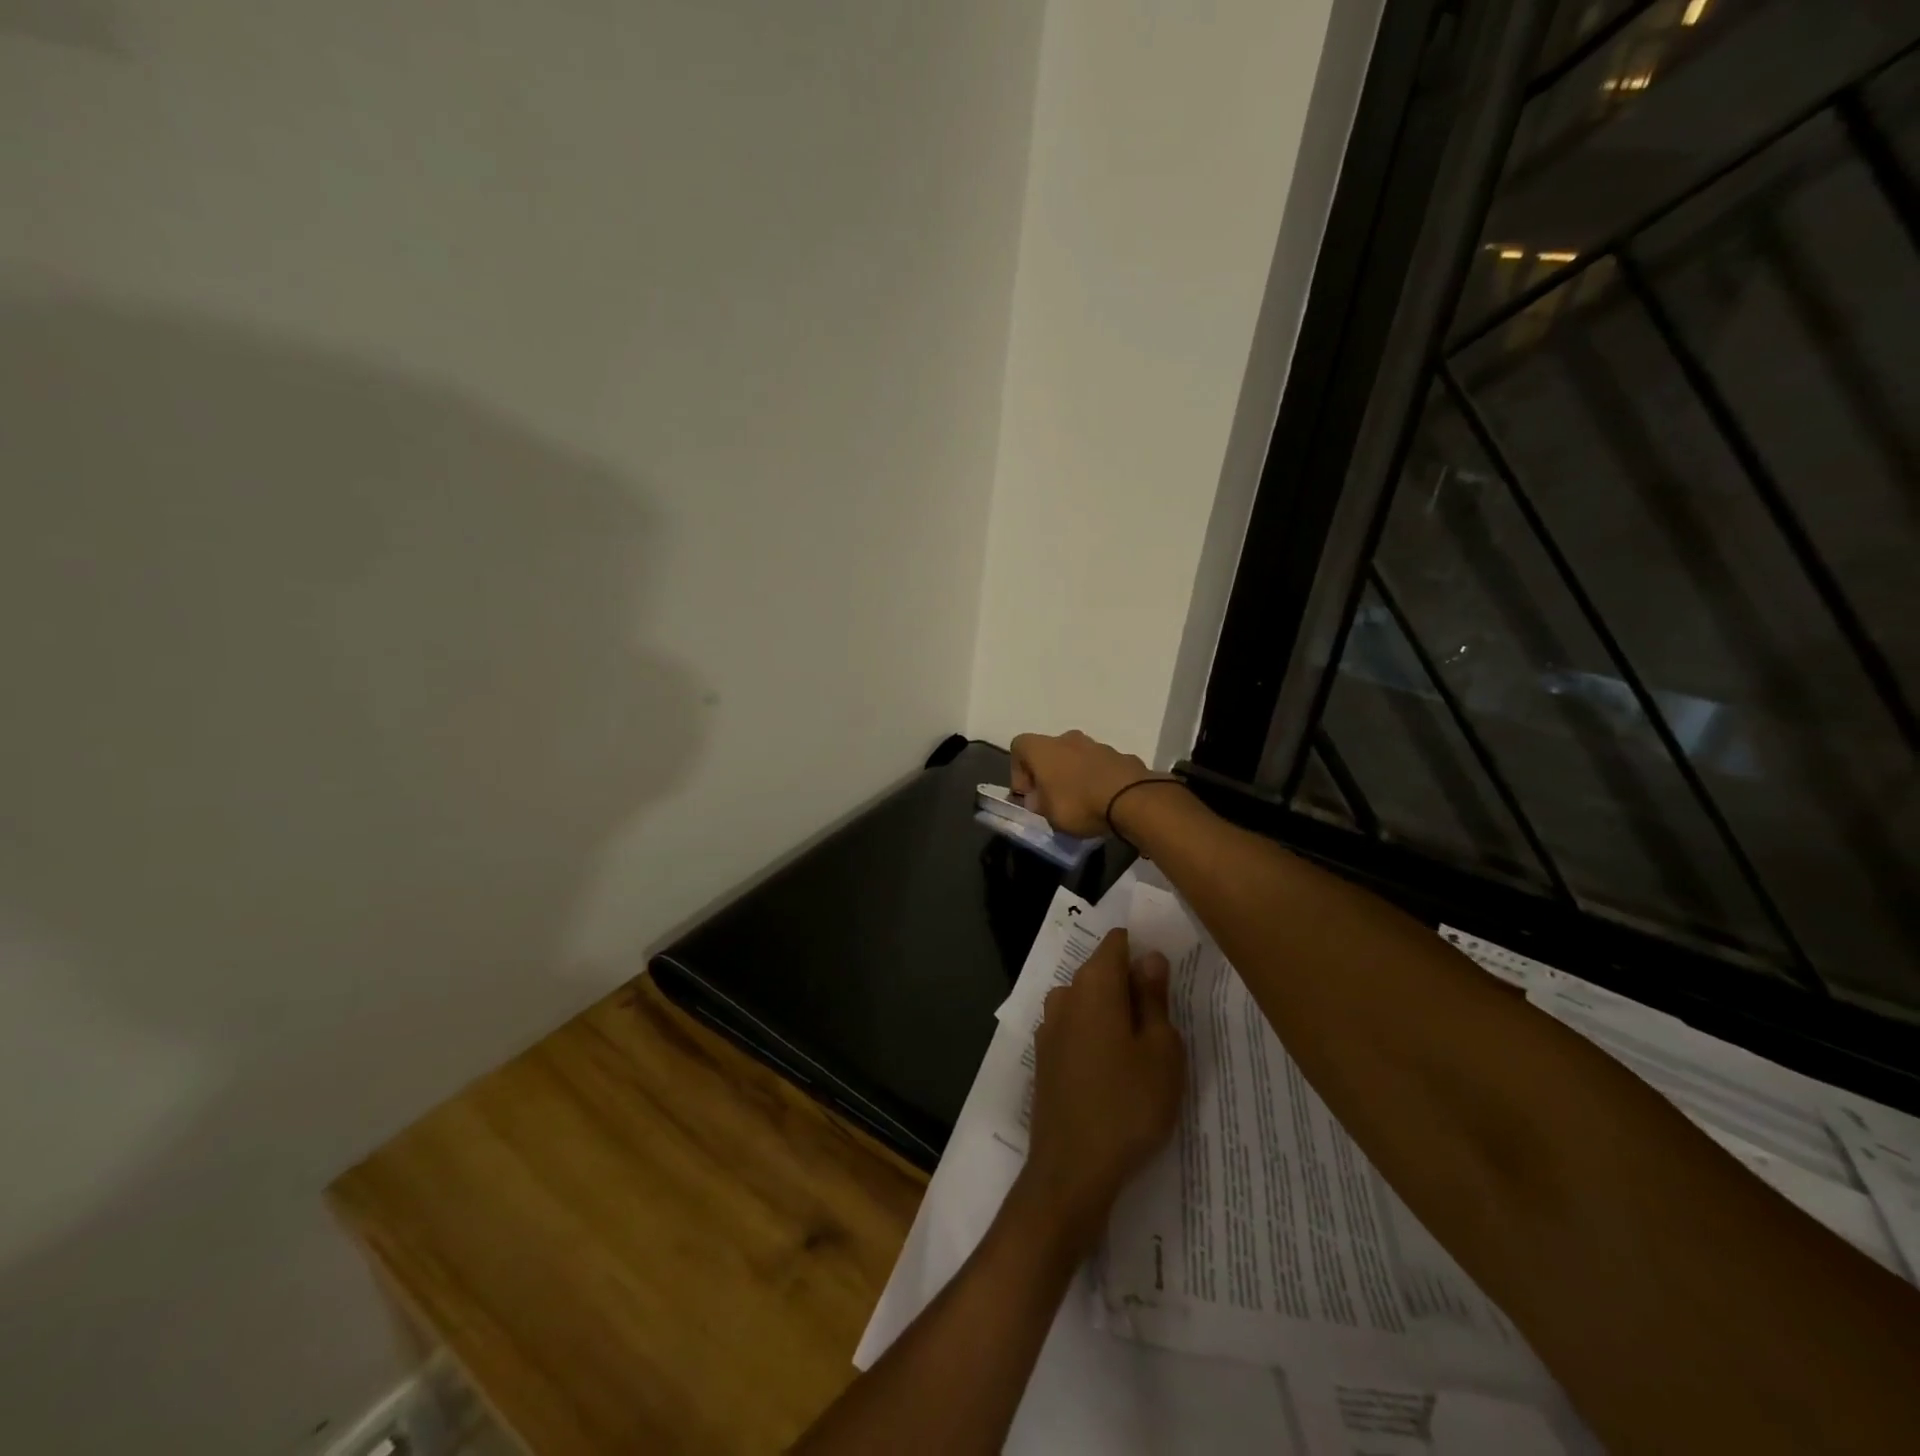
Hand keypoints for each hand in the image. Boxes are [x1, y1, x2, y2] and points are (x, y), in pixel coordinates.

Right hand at [1008, 730, 1151, 838]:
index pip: (1019, 746)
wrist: (1132, 799)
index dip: (1018, 771)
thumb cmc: (1079, 804)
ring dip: (1075, 776)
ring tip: (1082, 803)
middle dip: (1049, 774)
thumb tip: (1039, 800)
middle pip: (1050, 751)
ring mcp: (1097, 745)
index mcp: (1043, 748)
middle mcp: (1068, 739)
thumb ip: (1039, 804)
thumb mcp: (1048, 815)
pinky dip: (1098, 780)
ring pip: (1077, 757)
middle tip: (1053, 800)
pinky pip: (1101, 766)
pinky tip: (1104, 802)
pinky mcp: (1121, 756)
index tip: (1029, 795)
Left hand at [1015, 929, 1184, 1256]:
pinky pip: (1075, 1029)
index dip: (1141, 948)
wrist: (1071, 1170)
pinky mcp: (1044, 1058)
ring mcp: (1049, 1028)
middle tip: (1166, 1016)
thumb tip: (1149, 957)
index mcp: (1093, 985)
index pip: (1116, 943)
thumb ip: (1154, 997)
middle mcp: (1064, 996)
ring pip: (1087, 1002)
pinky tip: (1115, 1068)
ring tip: (1145, 1047)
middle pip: (1100, 971)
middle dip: (1130, 983)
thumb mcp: (1161, 1051)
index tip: (1167, 971)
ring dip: (1113, 1012)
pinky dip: (1096, 1035)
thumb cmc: (1128, 1105)